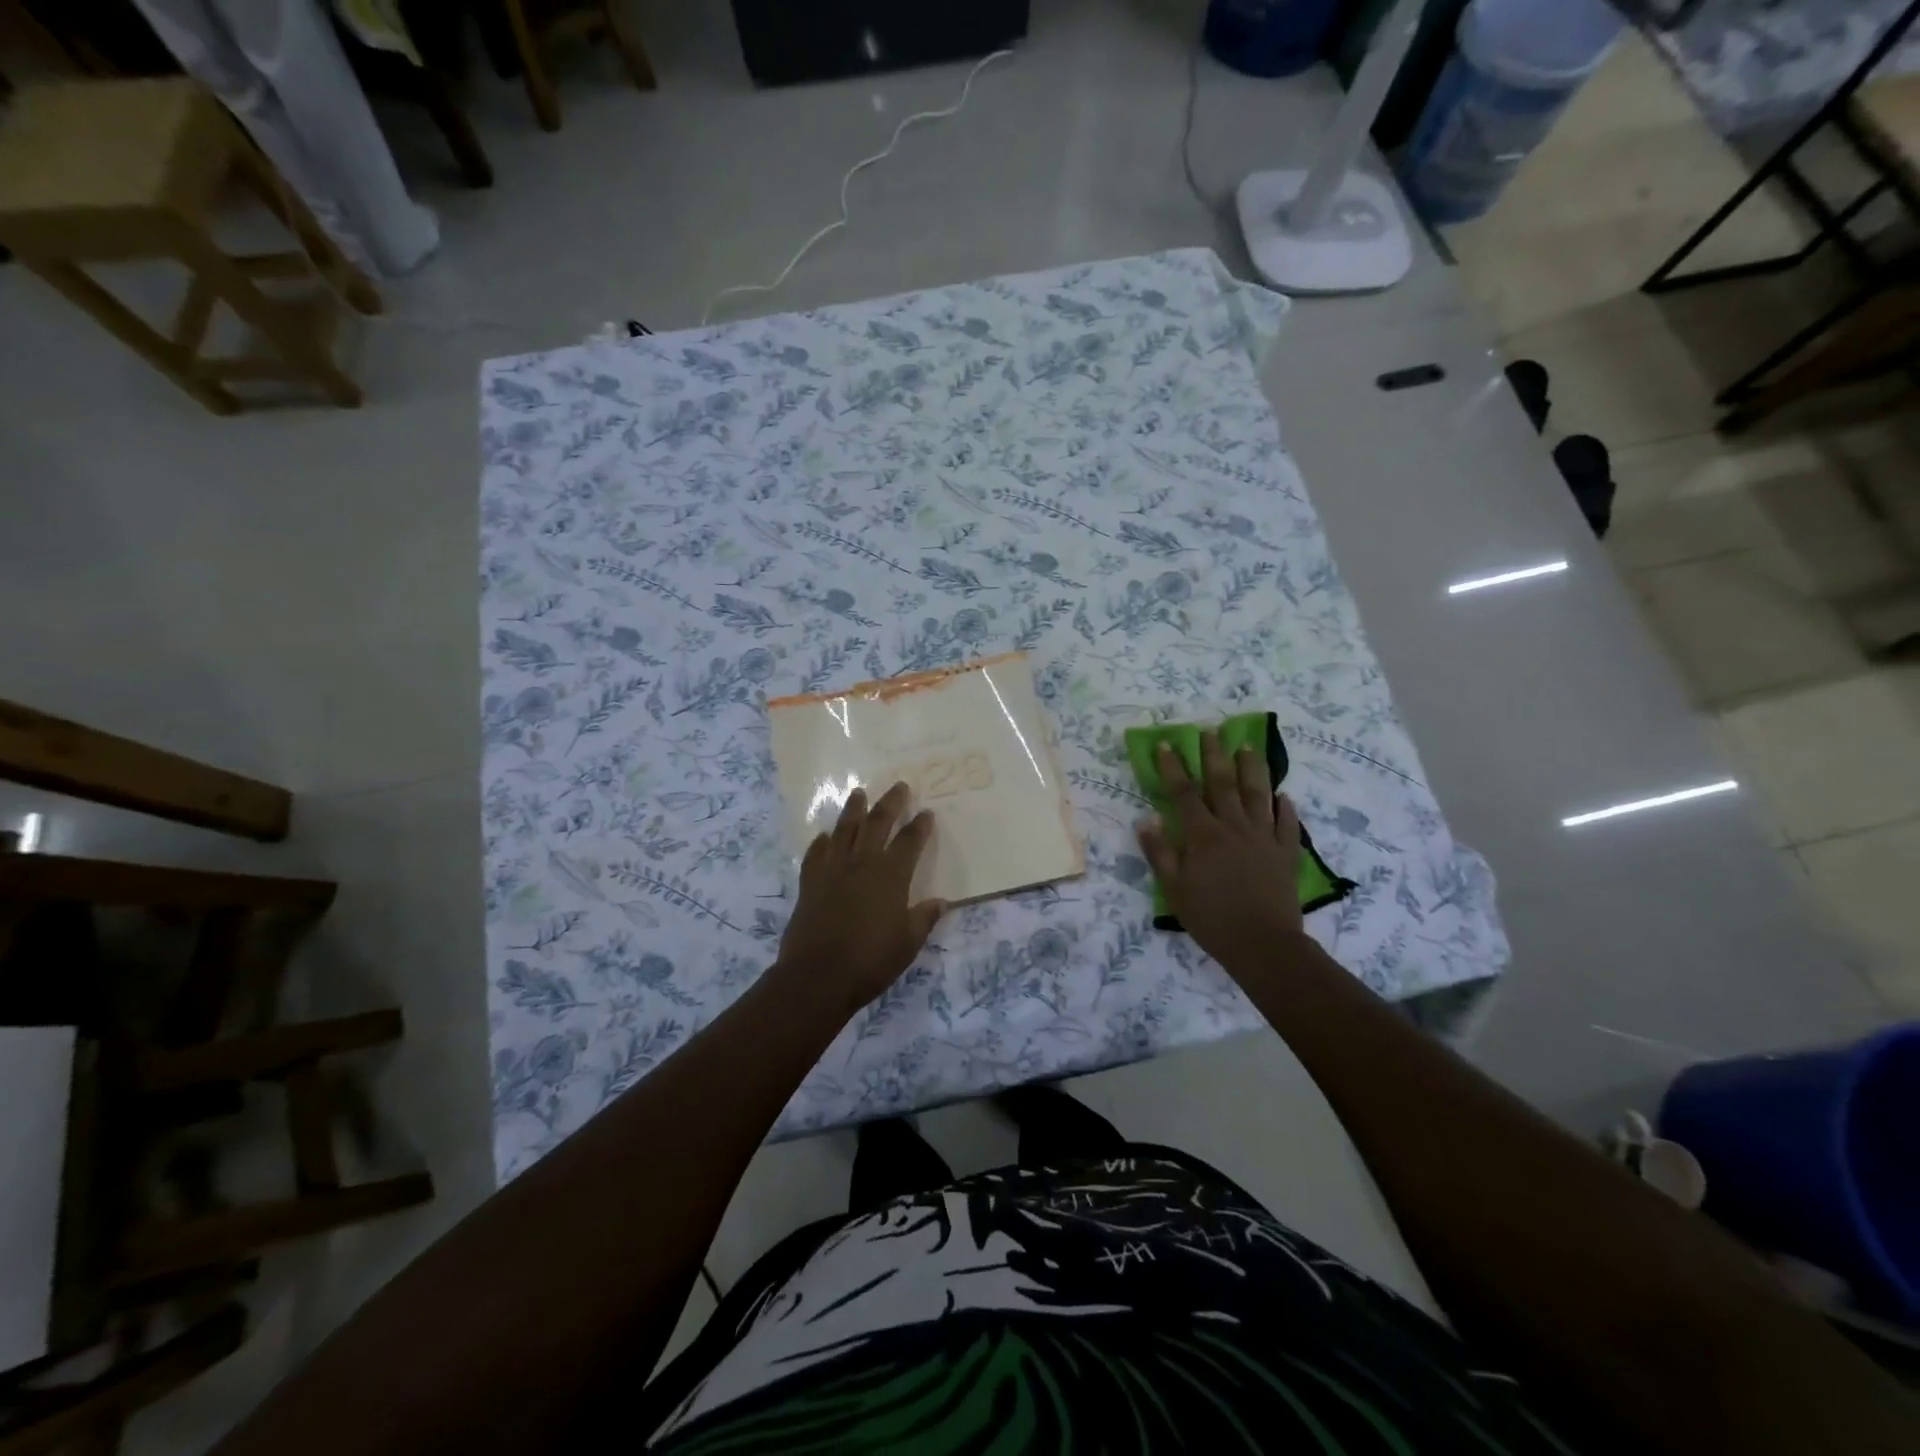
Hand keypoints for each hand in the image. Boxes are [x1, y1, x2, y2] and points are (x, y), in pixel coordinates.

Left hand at [777, 782, 946, 1014]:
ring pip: (844, 830)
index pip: (909, 842)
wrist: (818, 976)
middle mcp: (862, 863)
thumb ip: (924, 918)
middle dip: (890, 803)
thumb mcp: (908, 943)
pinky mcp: (810, 883)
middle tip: (898, 786)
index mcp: (890, 875)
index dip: (920, 826)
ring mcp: (832, 870)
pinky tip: (824, 836)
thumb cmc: (871, 961)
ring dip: (853, 810)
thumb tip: (941, 902)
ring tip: (858, 793)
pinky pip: (815, 854)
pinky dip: (821, 842)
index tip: (926, 812)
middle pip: (877, 823)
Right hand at [1137, 732, 1304, 970]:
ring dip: (1252, 768)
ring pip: (1258, 794)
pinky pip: (1287, 824)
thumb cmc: (1211, 918)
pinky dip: (1285, 808)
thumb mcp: (1174, 889)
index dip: (1173, 767)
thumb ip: (1160, 852)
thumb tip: (1147, 818)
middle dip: (1214, 755)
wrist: (1262, 944)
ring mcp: (1264, 837)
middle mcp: (1234, 827)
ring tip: (1247, 746)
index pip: (1184, 792)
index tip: (1168, 744)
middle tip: (1211, 731)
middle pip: (1222, 783)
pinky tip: (1284, 795)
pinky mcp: (1286, 853)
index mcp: (1203, 835)